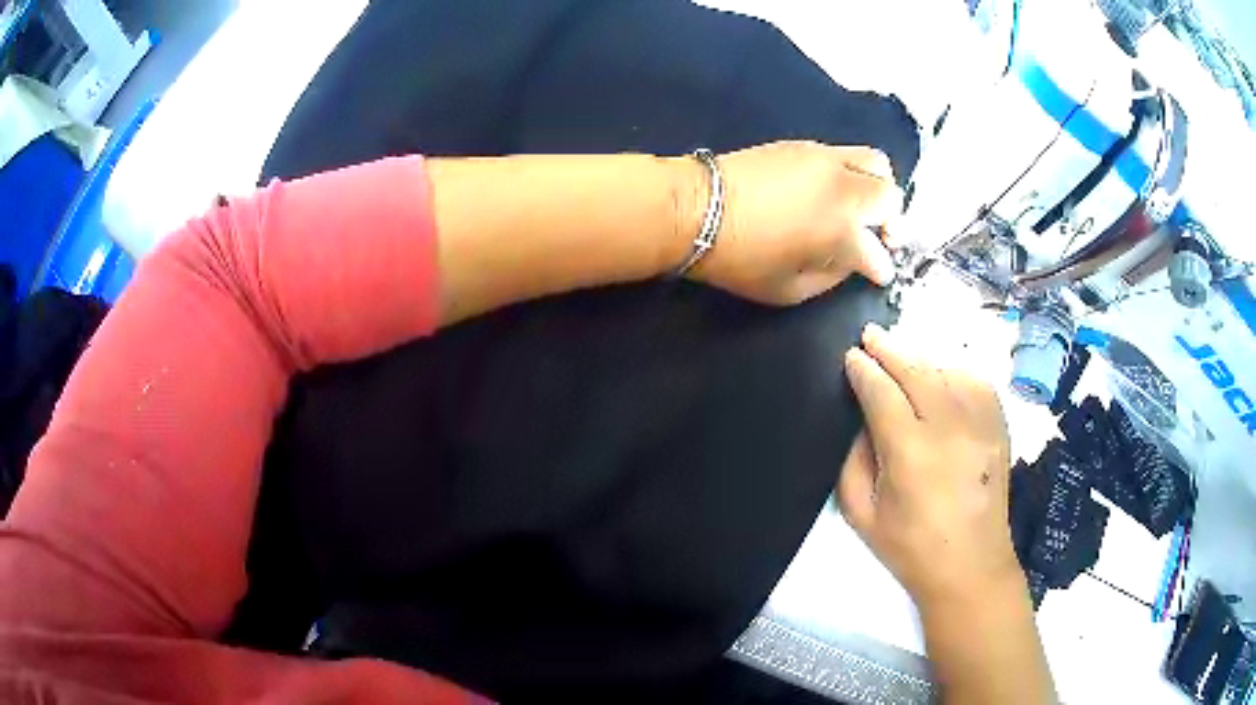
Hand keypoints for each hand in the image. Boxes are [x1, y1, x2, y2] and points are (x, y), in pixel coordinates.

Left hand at [675, 142, 902, 304]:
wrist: (696, 207)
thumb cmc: (740, 259)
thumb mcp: (790, 290)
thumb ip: (832, 277)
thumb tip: (850, 261)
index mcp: (842, 232)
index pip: (880, 254)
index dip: (881, 269)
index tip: (877, 274)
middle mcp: (844, 189)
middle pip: (891, 197)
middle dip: (891, 222)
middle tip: (877, 235)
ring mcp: (825, 160)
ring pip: (877, 162)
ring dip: (878, 187)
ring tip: (861, 205)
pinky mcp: (805, 145)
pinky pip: (846, 152)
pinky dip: (853, 171)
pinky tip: (833, 189)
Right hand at [838, 324, 1023, 610]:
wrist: (971, 566)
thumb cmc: (910, 548)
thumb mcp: (861, 515)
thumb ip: (853, 461)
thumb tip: (861, 420)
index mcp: (909, 454)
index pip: (882, 393)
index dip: (863, 370)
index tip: (851, 357)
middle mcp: (948, 429)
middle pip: (916, 371)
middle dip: (889, 348)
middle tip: (871, 334)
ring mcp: (980, 425)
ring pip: (947, 370)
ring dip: (921, 358)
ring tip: (902, 354)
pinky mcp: (999, 428)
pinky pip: (976, 382)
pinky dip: (955, 371)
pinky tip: (942, 375)